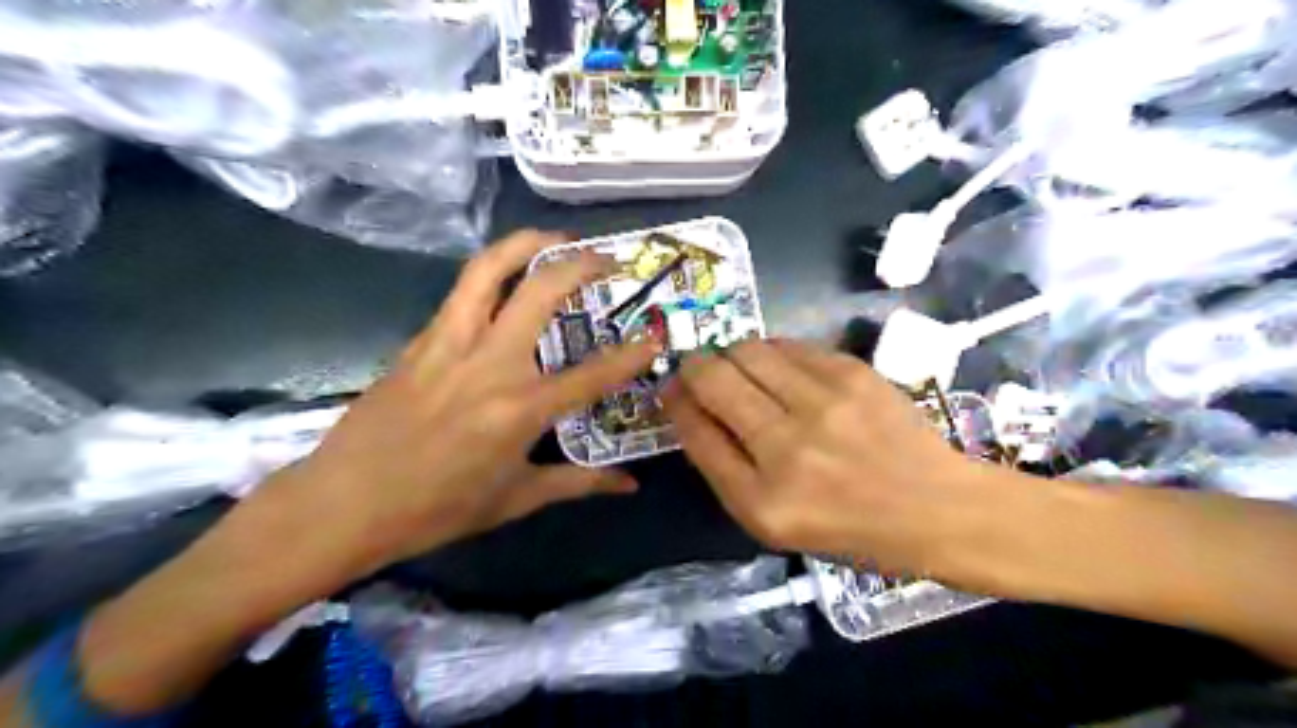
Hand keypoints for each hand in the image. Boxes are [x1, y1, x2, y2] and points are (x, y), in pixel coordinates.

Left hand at [272, 233, 658, 572]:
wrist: (344, 504)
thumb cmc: (436, 510)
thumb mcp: (516, 500)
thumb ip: (579, 483)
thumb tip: (631, 484)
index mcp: (519, 410)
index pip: (592, 374)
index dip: (632, 354)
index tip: (656, 335)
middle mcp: (489, 365)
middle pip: (540, 292)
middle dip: (581, 265)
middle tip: (607, 259)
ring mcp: (448, 344)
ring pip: (488, 269)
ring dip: (526, 244)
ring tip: (555, 239)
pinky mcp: (420, 340)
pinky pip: (462, 292)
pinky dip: (491, 273)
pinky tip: (506, 281)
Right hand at [661, 340, 1001, 577]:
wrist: (935, 508)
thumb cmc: (849, 527)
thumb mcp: (774, 522)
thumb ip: (726, 468)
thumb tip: (692, 408)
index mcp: (762, 502)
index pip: (695, 433)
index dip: (675, 402)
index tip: (671, 389)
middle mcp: (787, 450)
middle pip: (713, 381)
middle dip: (693, 367)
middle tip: (698, 368)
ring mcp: (823, 406)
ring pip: (747, 351)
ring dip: (731, 354)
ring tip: (739, 366)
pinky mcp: (852, 375)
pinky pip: (788, 344)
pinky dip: (771, 351)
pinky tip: (778, 365)